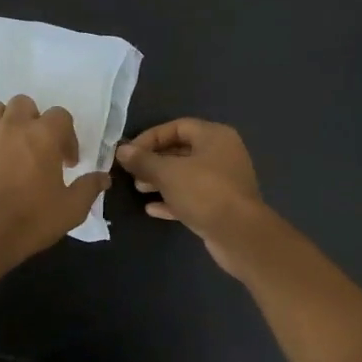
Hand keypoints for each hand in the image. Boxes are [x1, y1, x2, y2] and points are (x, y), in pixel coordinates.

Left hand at [0, 95, 109, 268]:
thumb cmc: (34, 219)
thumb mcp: (72, 208)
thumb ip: (89, 187)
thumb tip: (103, 178)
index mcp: (43, 135)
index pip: (61, 115)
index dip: (68, 136)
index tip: (68, 163)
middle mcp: (13, 127)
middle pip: (24, 103)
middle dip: (34, 120)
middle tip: (38, 148)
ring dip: (4, 121)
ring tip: (10, 145)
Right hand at [115, 118, 269, 274]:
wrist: (239, 234)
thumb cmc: (204, 192)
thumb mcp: (168, 173)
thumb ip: (143, 160)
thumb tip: (122, 150)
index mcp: (215, 137)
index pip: (178, 126)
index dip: (151, 137)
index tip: (130, 152)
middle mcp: (222, 154)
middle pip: (182, 151)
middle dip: (154, 161)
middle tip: (132, 172)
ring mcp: (223, 182)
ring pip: (186, 176)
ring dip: (161, 181)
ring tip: (139, 189)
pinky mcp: (220, 206)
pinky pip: (192, 197)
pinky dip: (172, 200)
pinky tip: (152, 209)